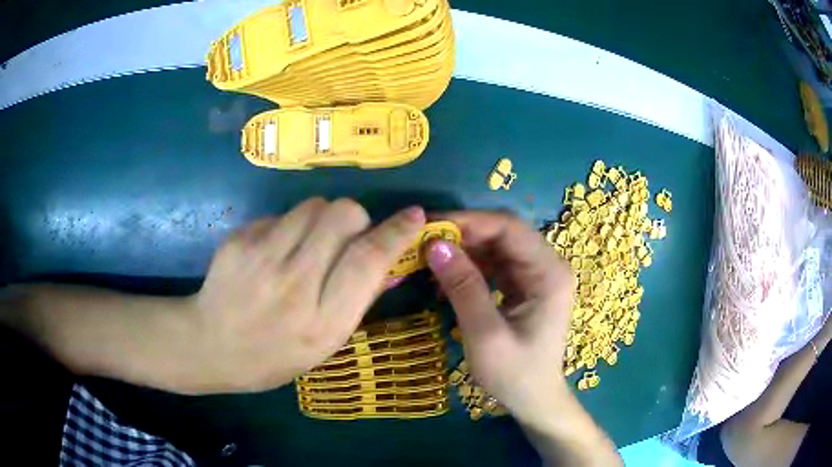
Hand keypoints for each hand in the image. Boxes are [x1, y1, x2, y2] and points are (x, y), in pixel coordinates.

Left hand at [189, 198, 424, 392]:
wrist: (209, 345)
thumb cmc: (273, 356)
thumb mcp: (324, 345)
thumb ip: (357, 300)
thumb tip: (390, 262)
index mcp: (322, 321)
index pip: (368, 260)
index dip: (396, 232)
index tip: (414, 215)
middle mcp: (294, 285)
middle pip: (342, 215)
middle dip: (356, 218)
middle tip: (346, 236)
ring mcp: (261, 258)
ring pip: (313, 205)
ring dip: (322, 218)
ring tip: (308, 244)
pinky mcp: (239, 240)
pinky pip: (281, 215)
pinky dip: (289, 226)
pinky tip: (275, 252)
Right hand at [426, 212, 574, 423]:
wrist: (534, 400)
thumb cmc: (515, 374)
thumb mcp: (486, 335)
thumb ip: (463, 288)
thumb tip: (435, 245)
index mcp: (549, 272)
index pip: (509, 228)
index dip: (468, 221)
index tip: (430, 225)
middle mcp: (547, 266)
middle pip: (503, 234)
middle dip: (463, 234)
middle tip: (423, 241)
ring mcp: (537, 276)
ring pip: (496, 247)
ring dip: (463, 250)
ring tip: (429, 258)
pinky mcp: (525, 287)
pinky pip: (495, 266)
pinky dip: (470, 268)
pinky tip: (446, 279)